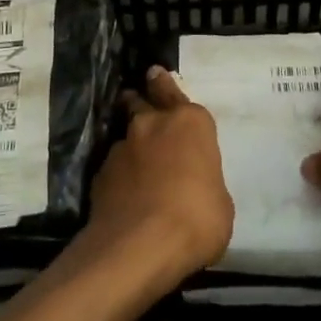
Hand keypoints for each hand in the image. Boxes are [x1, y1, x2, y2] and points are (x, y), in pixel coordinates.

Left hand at [87, 67, 233, 281]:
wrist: (141, 245)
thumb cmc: (197, 218)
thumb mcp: (220, 203)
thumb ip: (205, 183)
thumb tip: (194, 189)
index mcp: (190, 123)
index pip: (174, 91)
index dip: (165, 85)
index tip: (155, 75)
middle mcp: (153, 125)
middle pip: (141, 102)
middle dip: (139, 101)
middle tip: (137, 103)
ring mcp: (122, 148)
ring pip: (125, 137)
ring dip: (132, 147)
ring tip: (136, 168)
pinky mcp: (100, 174)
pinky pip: (112, 168)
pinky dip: (119, 176)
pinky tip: (124, 197)